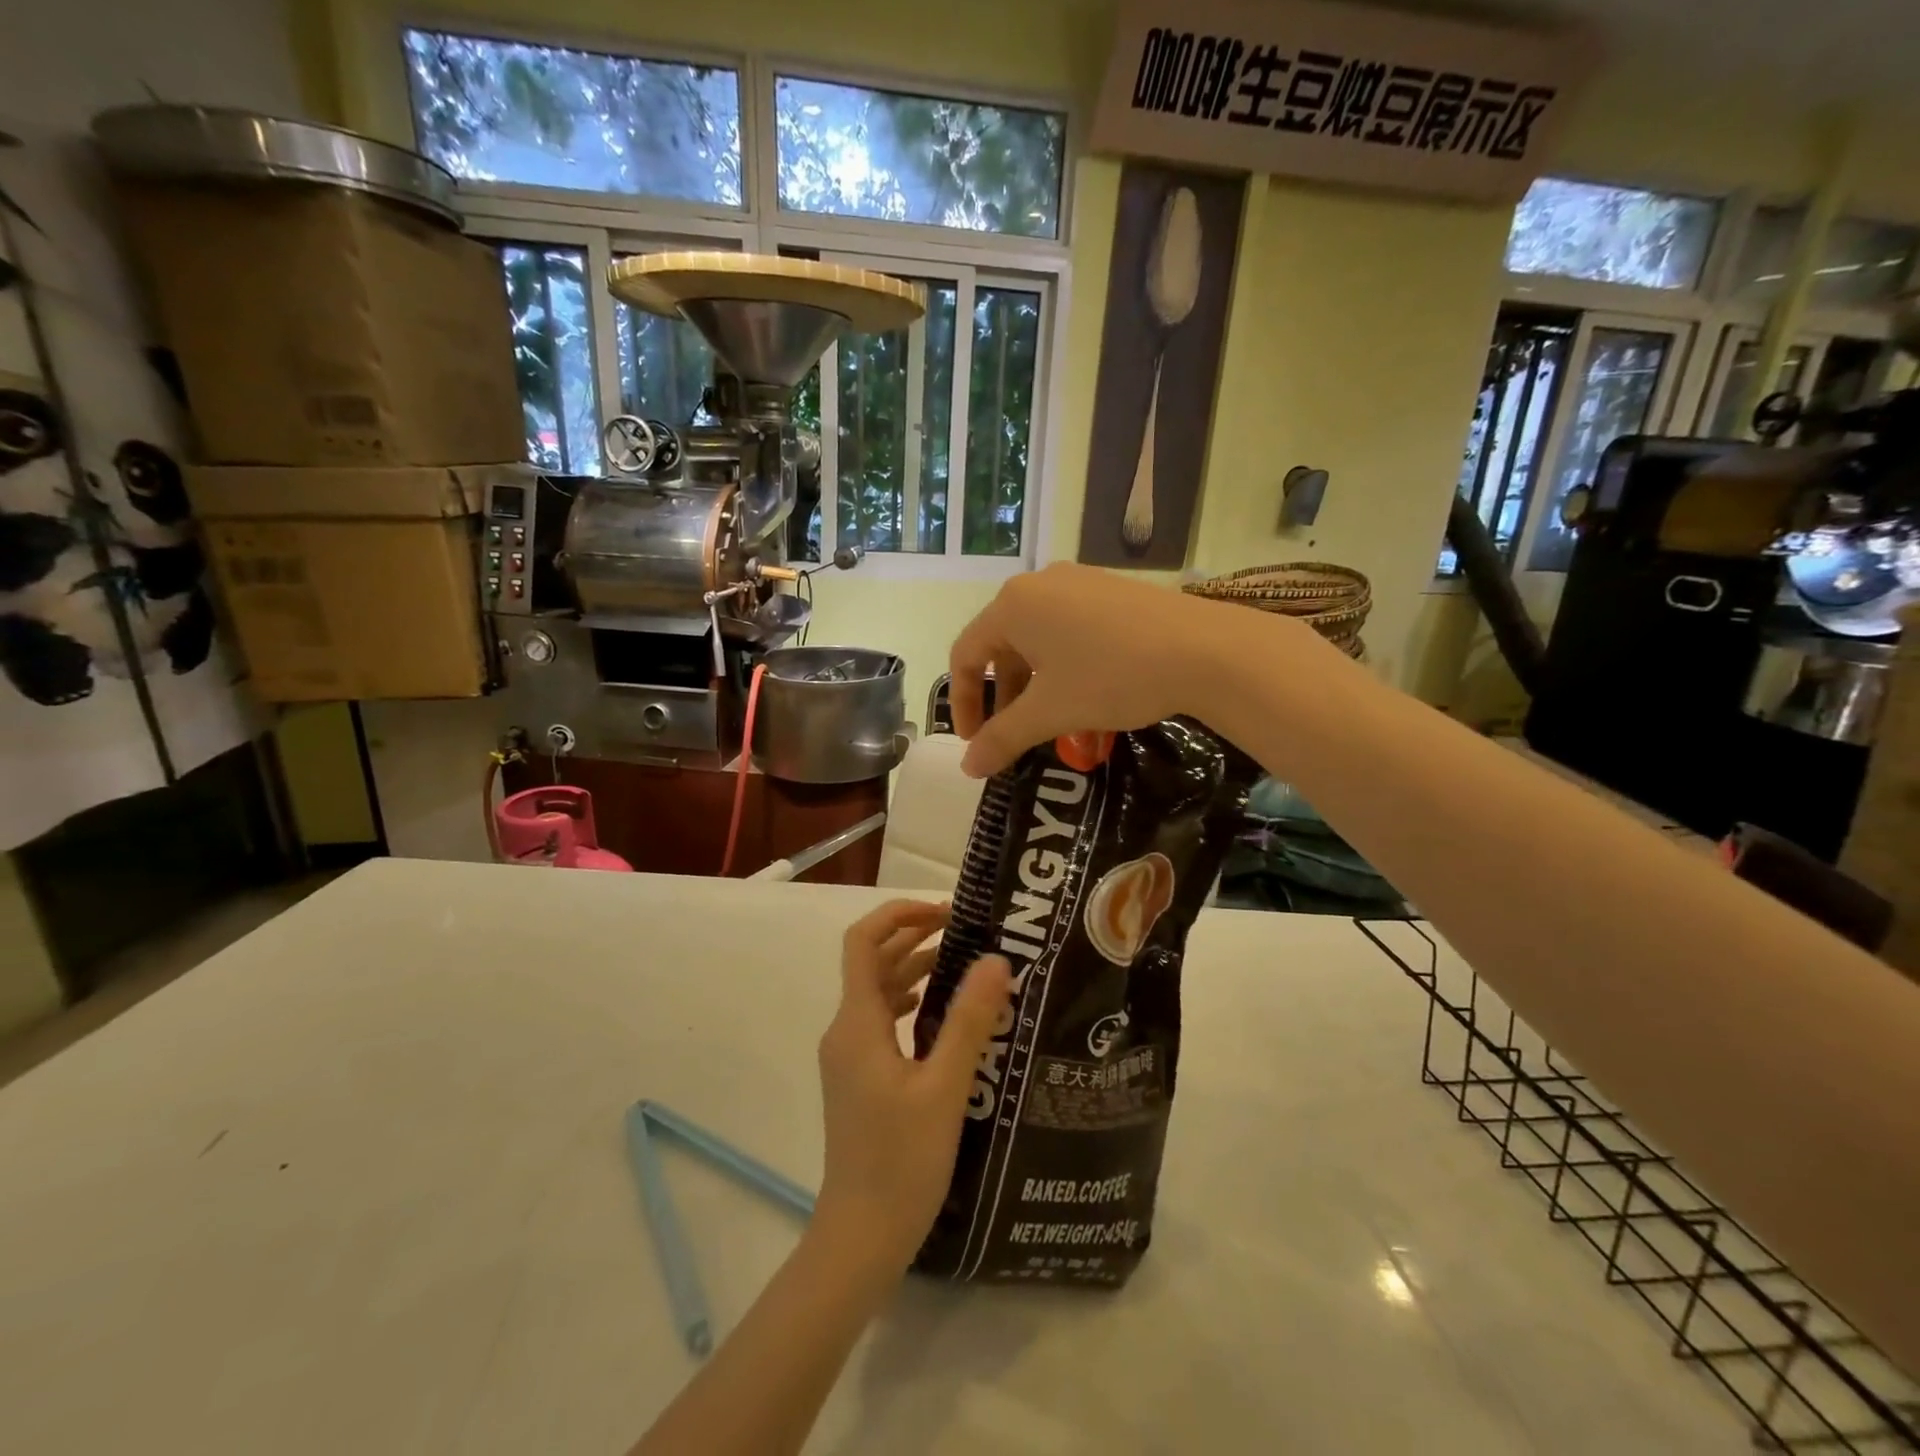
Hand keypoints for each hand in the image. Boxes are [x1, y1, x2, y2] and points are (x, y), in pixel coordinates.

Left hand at [814, 900, 1011, 1269]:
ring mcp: (850, 1056)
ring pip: (879, 992)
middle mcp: (846, 1031)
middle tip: (967, 931)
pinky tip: (945, 1015)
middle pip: (872, 961)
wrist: (860, 1238)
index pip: (862, 941)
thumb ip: (969, 1021)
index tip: (945, 913)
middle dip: (914, 937)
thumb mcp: (944, 1088)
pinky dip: (912, 1002)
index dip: (898, 915)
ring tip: (965, 964)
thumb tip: (996, 960)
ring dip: (914, 968)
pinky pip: (884, 1021)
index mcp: (857, 1023)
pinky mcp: (860, 1078)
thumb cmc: (901, 1162)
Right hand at [949, 562, 1300, 776]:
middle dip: (1000, 695)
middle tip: (1011, 733)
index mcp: (1013, 605)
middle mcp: (1040, 584)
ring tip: (1050, 718)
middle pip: (1000, 644)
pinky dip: (1062, 664)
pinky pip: (1069, 628)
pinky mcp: (1112, 590)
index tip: (975, 741)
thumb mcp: (1050, 712)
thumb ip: (1002, 738)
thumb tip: (968, 767)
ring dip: (1032, 682)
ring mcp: (1079, 582)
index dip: (962, 703)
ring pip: (1037, 637)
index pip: (965, 654)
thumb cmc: (1112, 676)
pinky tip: (1086, 692)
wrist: (1205, 650)